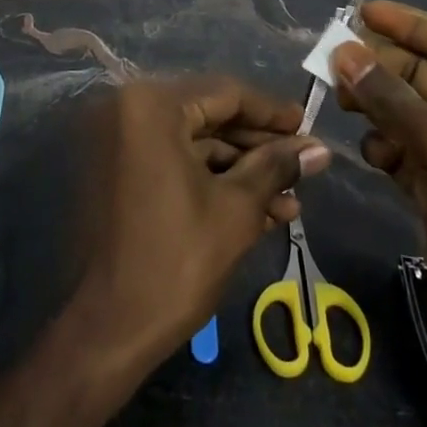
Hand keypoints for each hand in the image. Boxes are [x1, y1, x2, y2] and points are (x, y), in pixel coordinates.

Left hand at [68, 77, 330, 373]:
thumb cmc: (176, 261)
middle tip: (304, 165)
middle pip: (208, 117)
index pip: (225, 94)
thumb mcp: (236, 208)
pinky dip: (210, 181)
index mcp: (150, 106)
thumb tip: (319, 148)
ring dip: (240, 171)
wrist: (107, 331)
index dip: (272, 112)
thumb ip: (276, 167)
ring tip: (290, 200)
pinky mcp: (115, 173)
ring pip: (193, 144)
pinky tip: (258, 210)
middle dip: (259, 147)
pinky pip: (171, 163)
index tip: (308, 126)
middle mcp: (126, 111)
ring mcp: (116, 143)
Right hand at [333, 1, 426, 415]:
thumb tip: (341, 52)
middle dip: (381, 67)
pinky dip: (383, 146)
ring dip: (374, 105)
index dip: (410, 24)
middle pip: (422, 74)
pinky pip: (398, 147)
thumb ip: (389, 96)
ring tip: (343, 101)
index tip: (364, 12)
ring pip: (404, 111)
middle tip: (334, 59)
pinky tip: (375, 154)